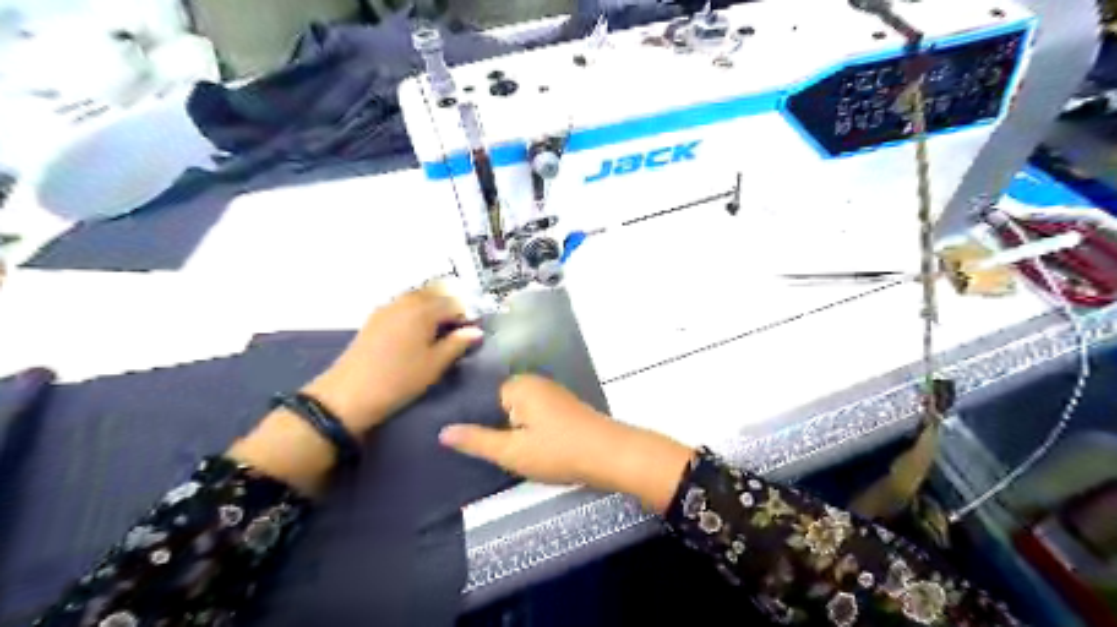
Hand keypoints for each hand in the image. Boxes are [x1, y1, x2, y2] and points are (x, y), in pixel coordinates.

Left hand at [228, 283, 483, 497]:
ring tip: (439, 330)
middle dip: (450, 305)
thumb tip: (476, 331)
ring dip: (432, 306)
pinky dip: (416, 310)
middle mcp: (406, 301)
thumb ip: (457, 344)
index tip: (472, 333)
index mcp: (423, 310)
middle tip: (457, 329)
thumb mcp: (435, 365)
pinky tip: (417, 331)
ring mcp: (387, 307)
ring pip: (418, 296)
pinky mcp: (375, 318)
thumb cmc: (399, 380)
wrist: (349, 394)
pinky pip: (403, 304)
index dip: (467, 316)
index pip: (454, 303)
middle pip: (435, 292)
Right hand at [436, 375, 689, 512]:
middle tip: (481, 451)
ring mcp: (551, 394)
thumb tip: (442, 432)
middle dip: (492, 425)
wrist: (610, 455)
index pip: (481, 396)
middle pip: (500, 403)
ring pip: (518, 411)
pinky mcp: (563, 407)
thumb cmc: (558, 451)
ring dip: (512, 430)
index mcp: (518, 385)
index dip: (471, 418)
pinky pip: (535, 415)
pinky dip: (528, 430)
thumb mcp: (511, 451)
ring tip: (501, 452)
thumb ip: (476, 440)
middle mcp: (534, 382)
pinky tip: (527, 448)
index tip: (460, 440)